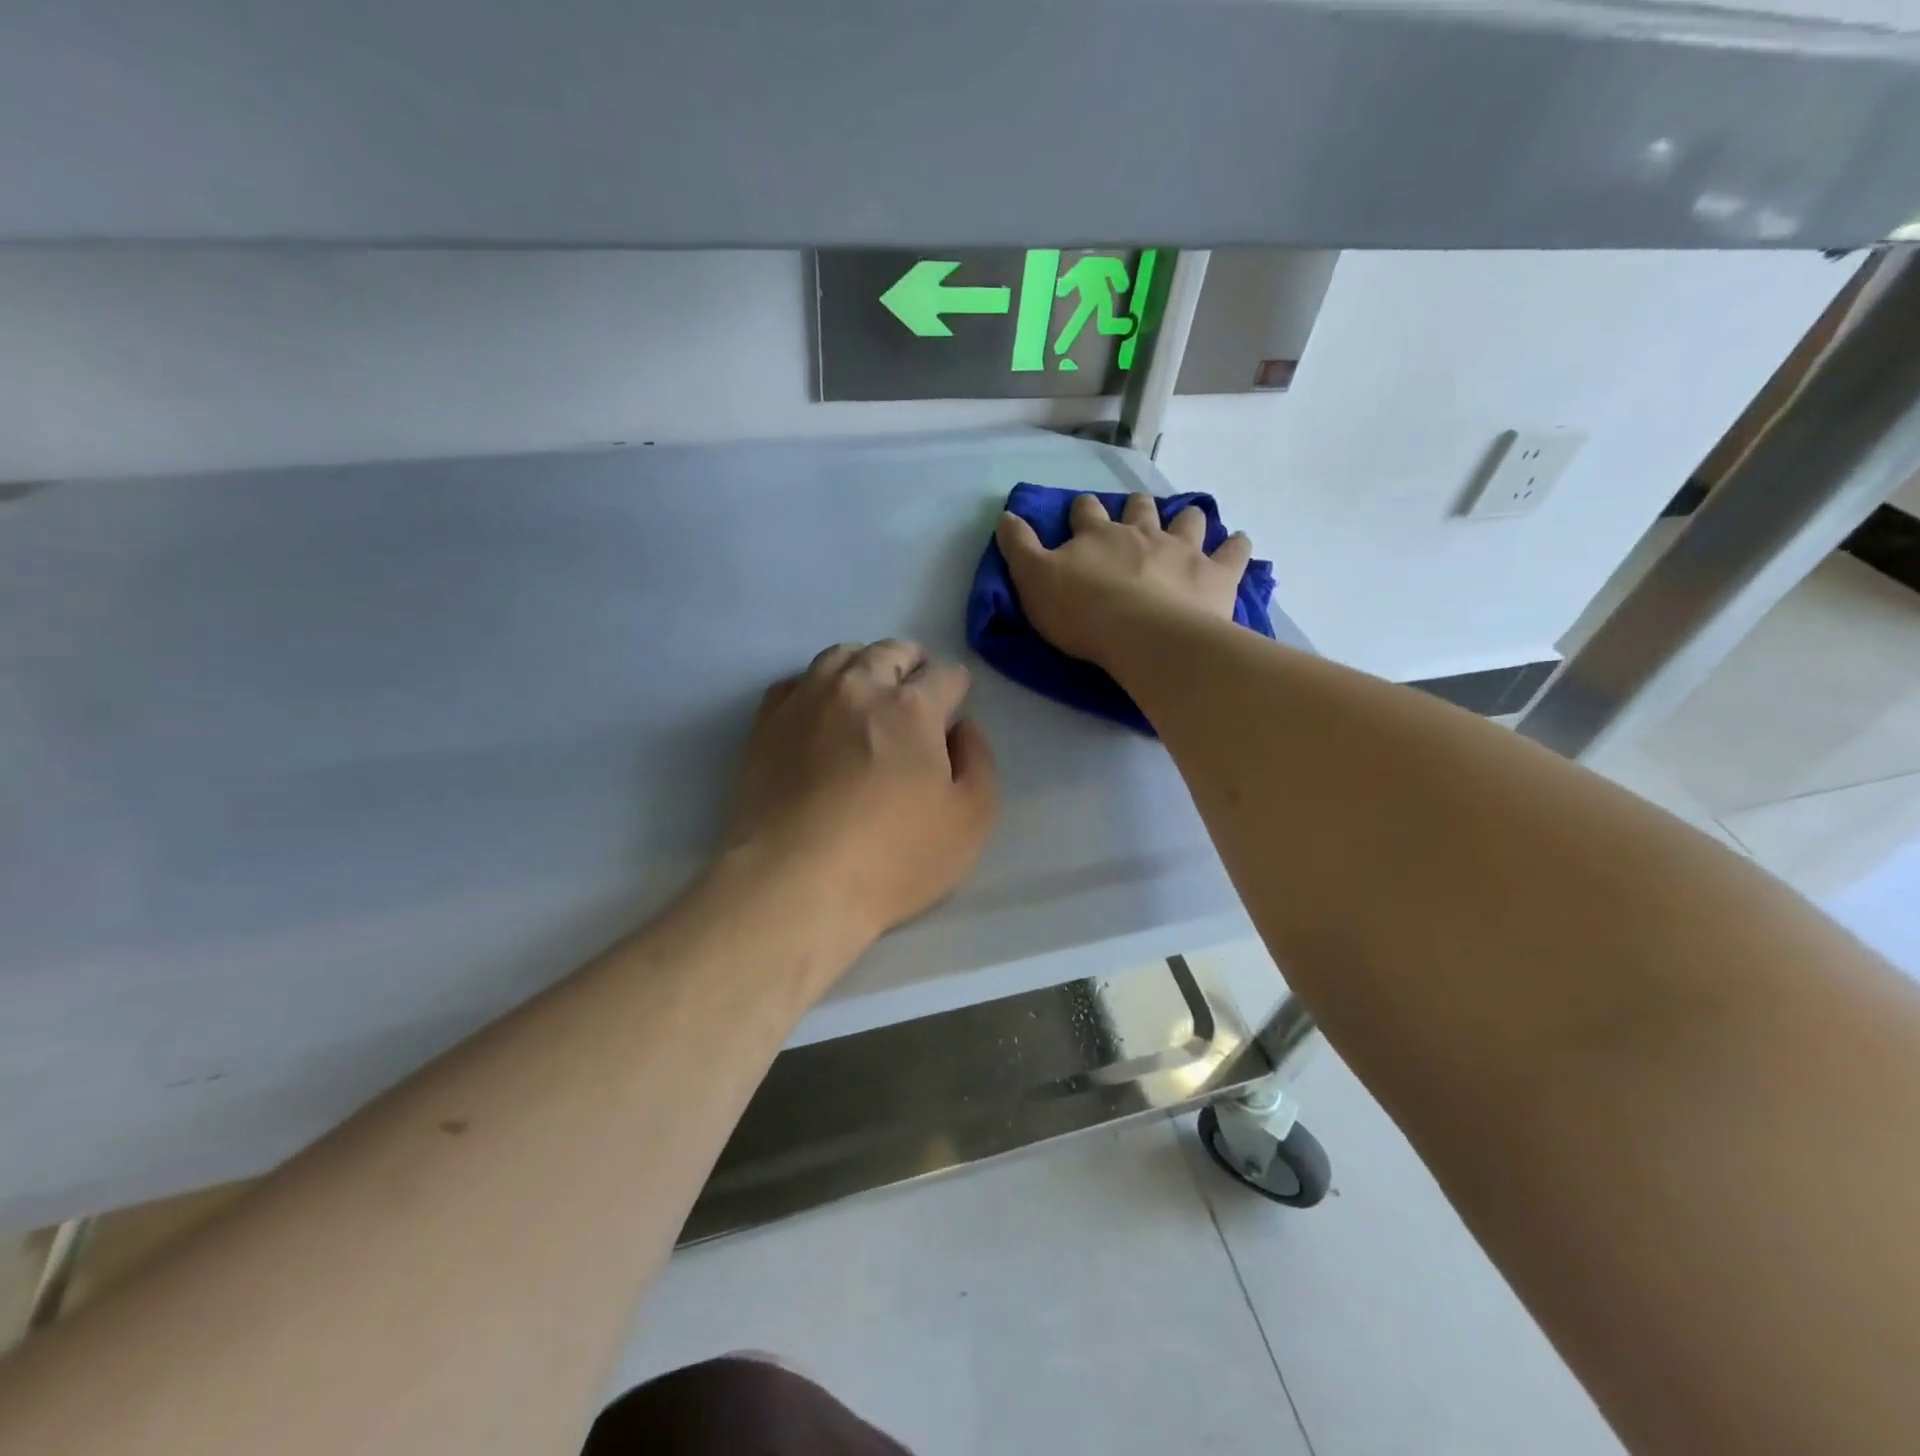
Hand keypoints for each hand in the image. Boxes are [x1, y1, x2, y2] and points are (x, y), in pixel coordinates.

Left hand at [723, 640, 996, 944]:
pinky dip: (817, 686)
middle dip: (912, 665)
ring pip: (840, 656)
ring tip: (868, 693)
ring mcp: (807, 701)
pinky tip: (820, 712)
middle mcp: (858, 688)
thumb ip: (979, 761)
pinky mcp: (767, 723)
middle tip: (916, 691)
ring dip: (864, 665)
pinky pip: (796, 682)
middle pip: (890, 652)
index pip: (945, 675)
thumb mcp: (971, 819)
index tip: (955, 707)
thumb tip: (962, 728)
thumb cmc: (893, 857)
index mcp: (912, 707)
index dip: (957, 688)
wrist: (795, 883)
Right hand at [995, 493, 1251, 664]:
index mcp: (1097, 535)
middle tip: (1136, 518)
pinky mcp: (1216, 574)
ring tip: (1187, 525)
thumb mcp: (1034, 581)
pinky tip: (1237, 544)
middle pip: (1139, 509)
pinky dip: (1236, 546)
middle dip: (1136, 509)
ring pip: (1188, 520)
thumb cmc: (1082, 613)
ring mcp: (1182, 550)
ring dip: (1187, 519)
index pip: (1085, 512)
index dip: (1081, 512)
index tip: (1080, 516)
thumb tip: (1006, 515)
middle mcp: (1141, 533)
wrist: (1143, 636)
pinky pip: (1233, 551)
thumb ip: (1019, 548)